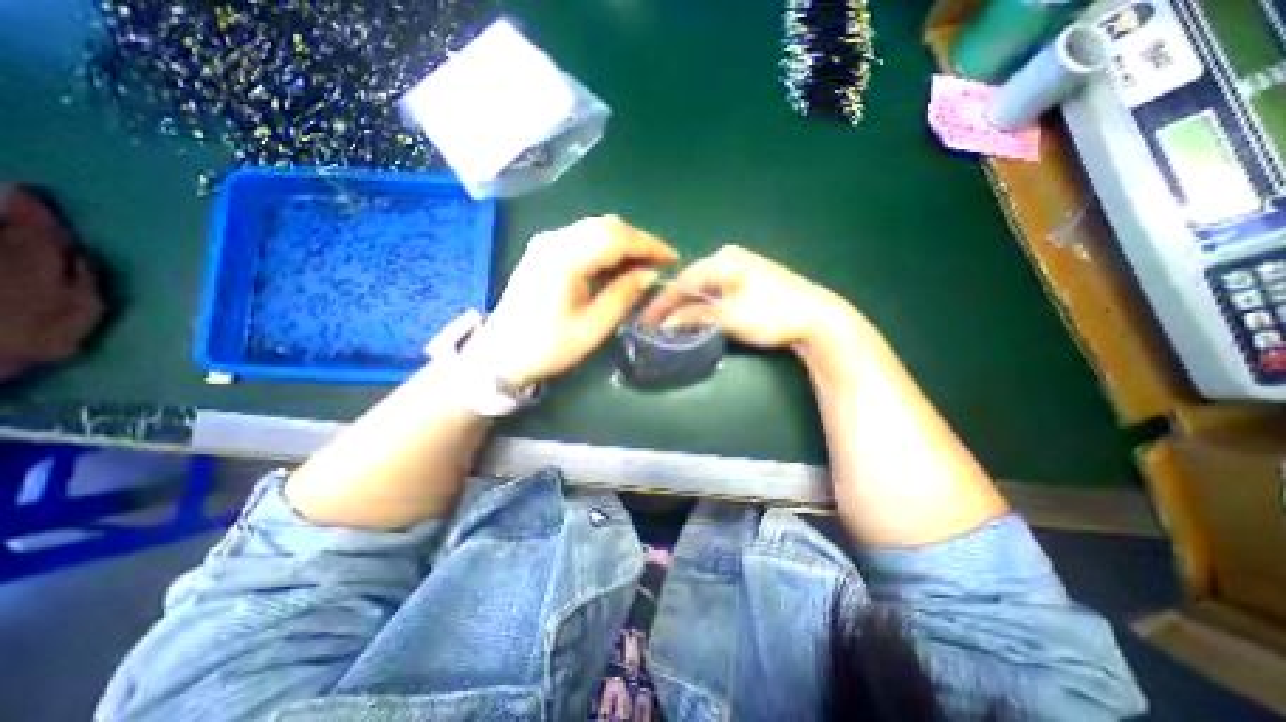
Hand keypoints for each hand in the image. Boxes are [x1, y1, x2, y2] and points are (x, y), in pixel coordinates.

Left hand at [464, 215, 682, 386]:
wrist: (501, 353)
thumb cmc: (548, 346)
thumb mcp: (593, 327)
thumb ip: (623, 295)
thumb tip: (650, 274)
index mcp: (566, 259)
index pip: (618, 238)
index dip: (649, 245)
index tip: (672, 259)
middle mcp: (554, 240)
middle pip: (607, 225)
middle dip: (639, 241)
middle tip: (660, 262)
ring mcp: (546, 242)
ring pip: (595, 228)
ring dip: (623, 242)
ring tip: (644, 264)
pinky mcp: (543, 250)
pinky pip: (582, 237)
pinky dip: (606, 246)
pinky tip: (616, 264)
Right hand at [639, 244, 857, 351]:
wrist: (817, 317)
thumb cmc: (771, 314)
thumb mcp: (729, 317)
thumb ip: (694, 316)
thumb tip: (665, 323)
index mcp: (723, 259)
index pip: (683, 281)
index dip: (663, 303)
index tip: (646, 321)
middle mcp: (729, 257)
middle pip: (693, 282)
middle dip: (674, 304)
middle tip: (656, 323)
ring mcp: (742, 267)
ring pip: (705, 287)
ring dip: (690, 306)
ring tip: (671, 323)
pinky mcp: (750, 280)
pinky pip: (718, 291)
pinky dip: (706, 305)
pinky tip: (697, 316)